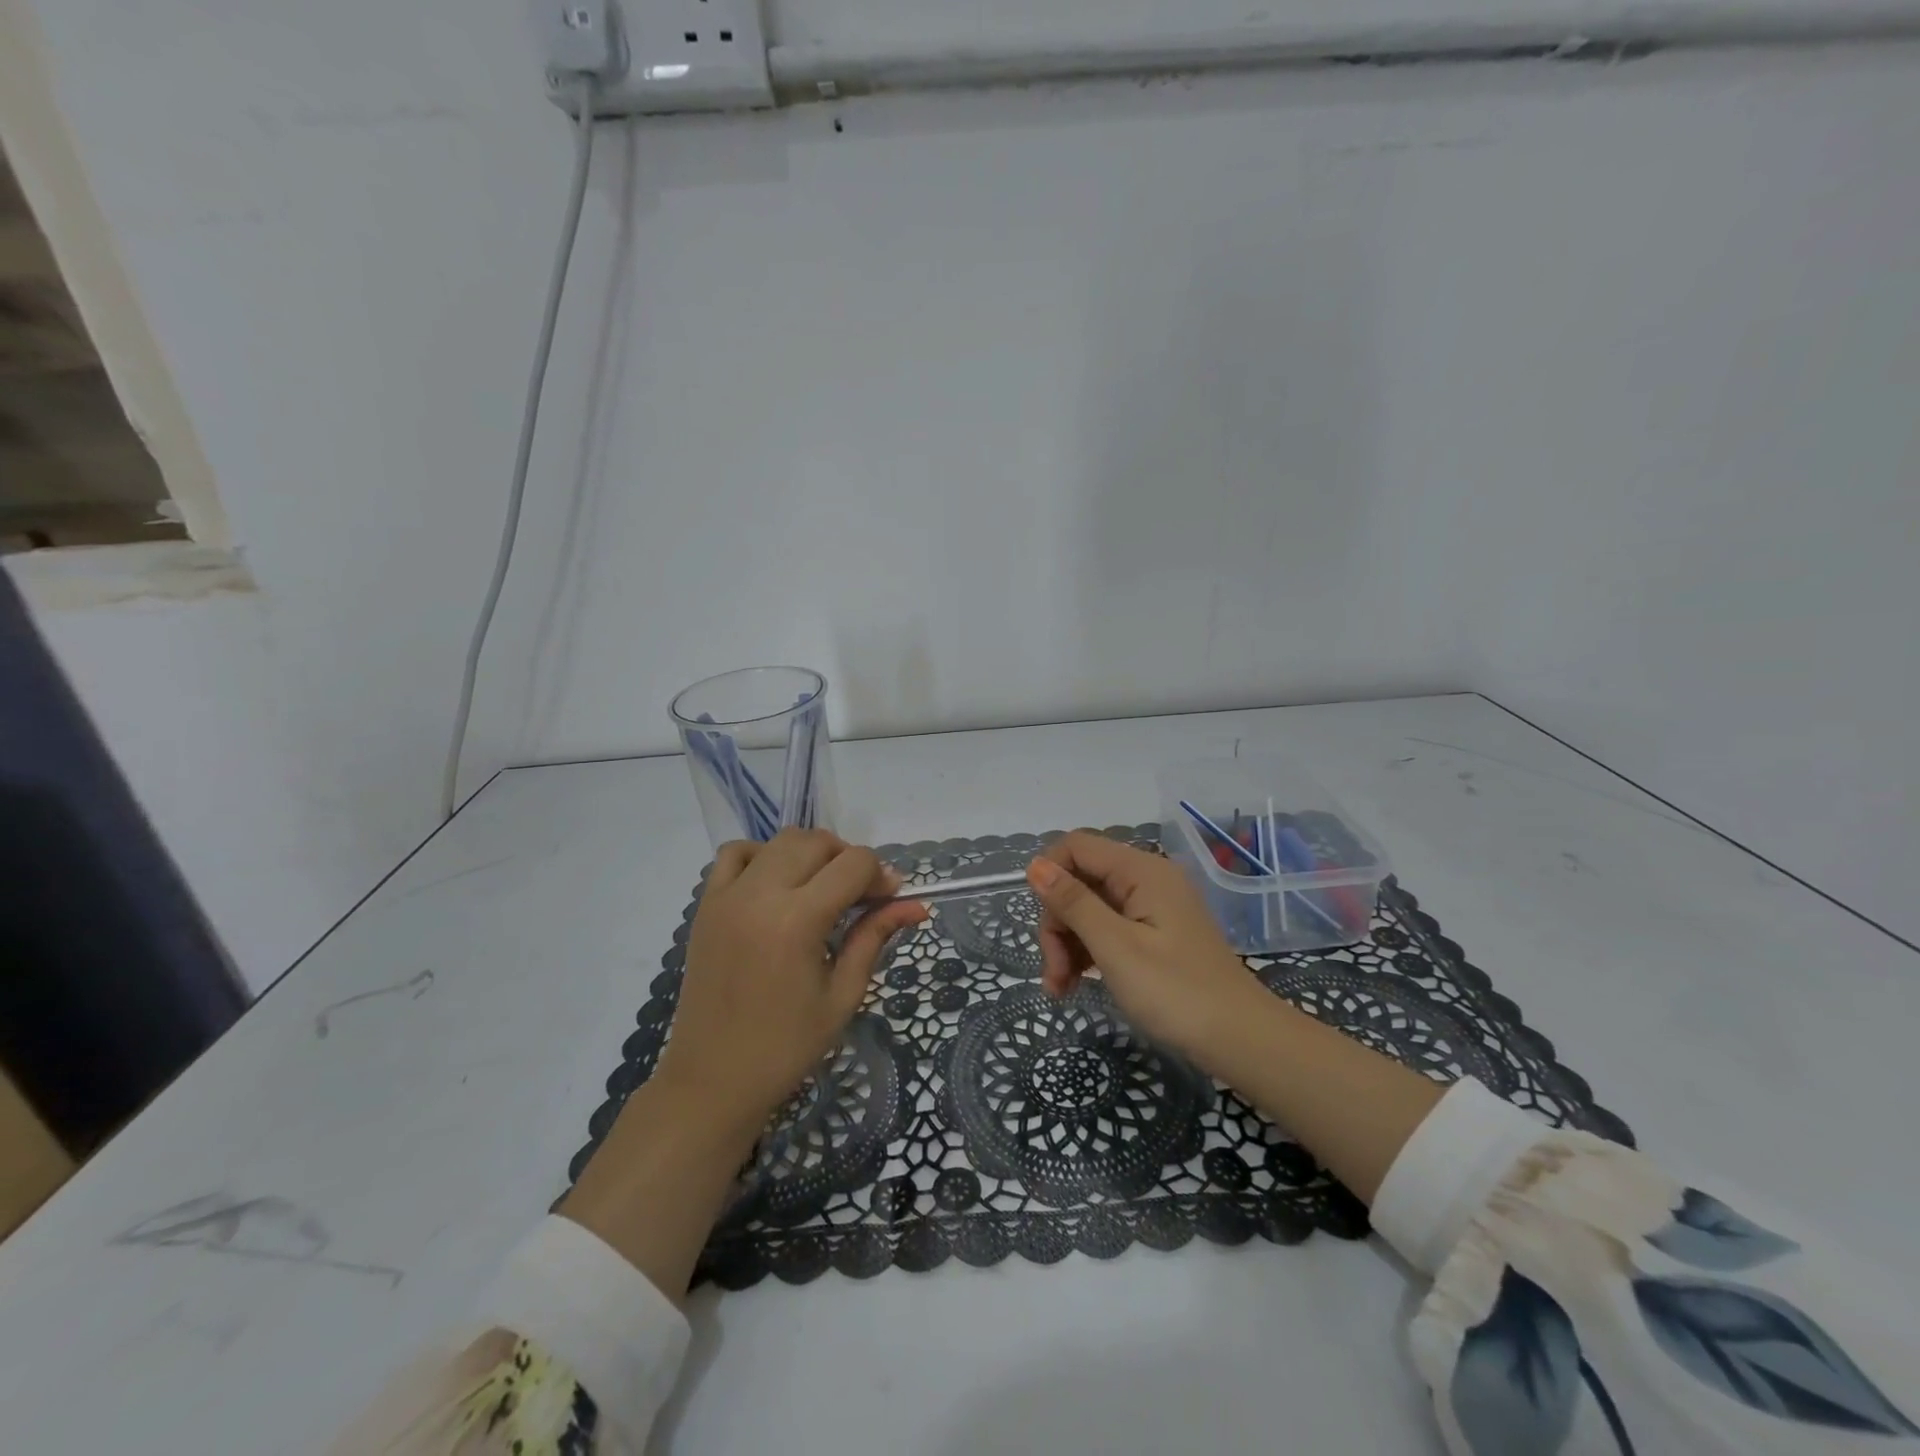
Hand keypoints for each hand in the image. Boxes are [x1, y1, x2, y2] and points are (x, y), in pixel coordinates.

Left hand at [564, 828, 925, 1299]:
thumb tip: (915, 905)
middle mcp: (760, 894)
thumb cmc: (786, 1047)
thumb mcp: (843, 995)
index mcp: (798, 920)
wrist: (712, 1080)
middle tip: (861, 896)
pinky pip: (735, 854)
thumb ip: (875, 938)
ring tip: (821, 888)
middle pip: (818, 842)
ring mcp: (728, 895)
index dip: (881, 875)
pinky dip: (762, 855)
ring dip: (811, 852)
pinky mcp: (706, 904)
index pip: (854, 864)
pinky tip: (776, 884)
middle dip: (849, 860)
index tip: (890, 899)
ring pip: (780, 840)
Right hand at [1028, 831, 1443, 1203]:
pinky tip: (1075, 985)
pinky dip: (1088, 952)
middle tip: (1054, 973)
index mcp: (1141, 870)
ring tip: (1060, 989)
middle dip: (1058, 922)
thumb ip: (1074, 903)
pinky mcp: (1156, 934)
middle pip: (1081, 880)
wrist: (1242, 1041)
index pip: (1076, 846)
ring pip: (1090, 907)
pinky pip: (1109, 928)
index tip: (1042, 924)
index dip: (1049, 877)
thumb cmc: (1176, 993)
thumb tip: (1035, 865)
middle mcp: (1147, 878)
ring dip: (1068, 943)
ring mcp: (1153, 907)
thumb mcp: (1115, 948)